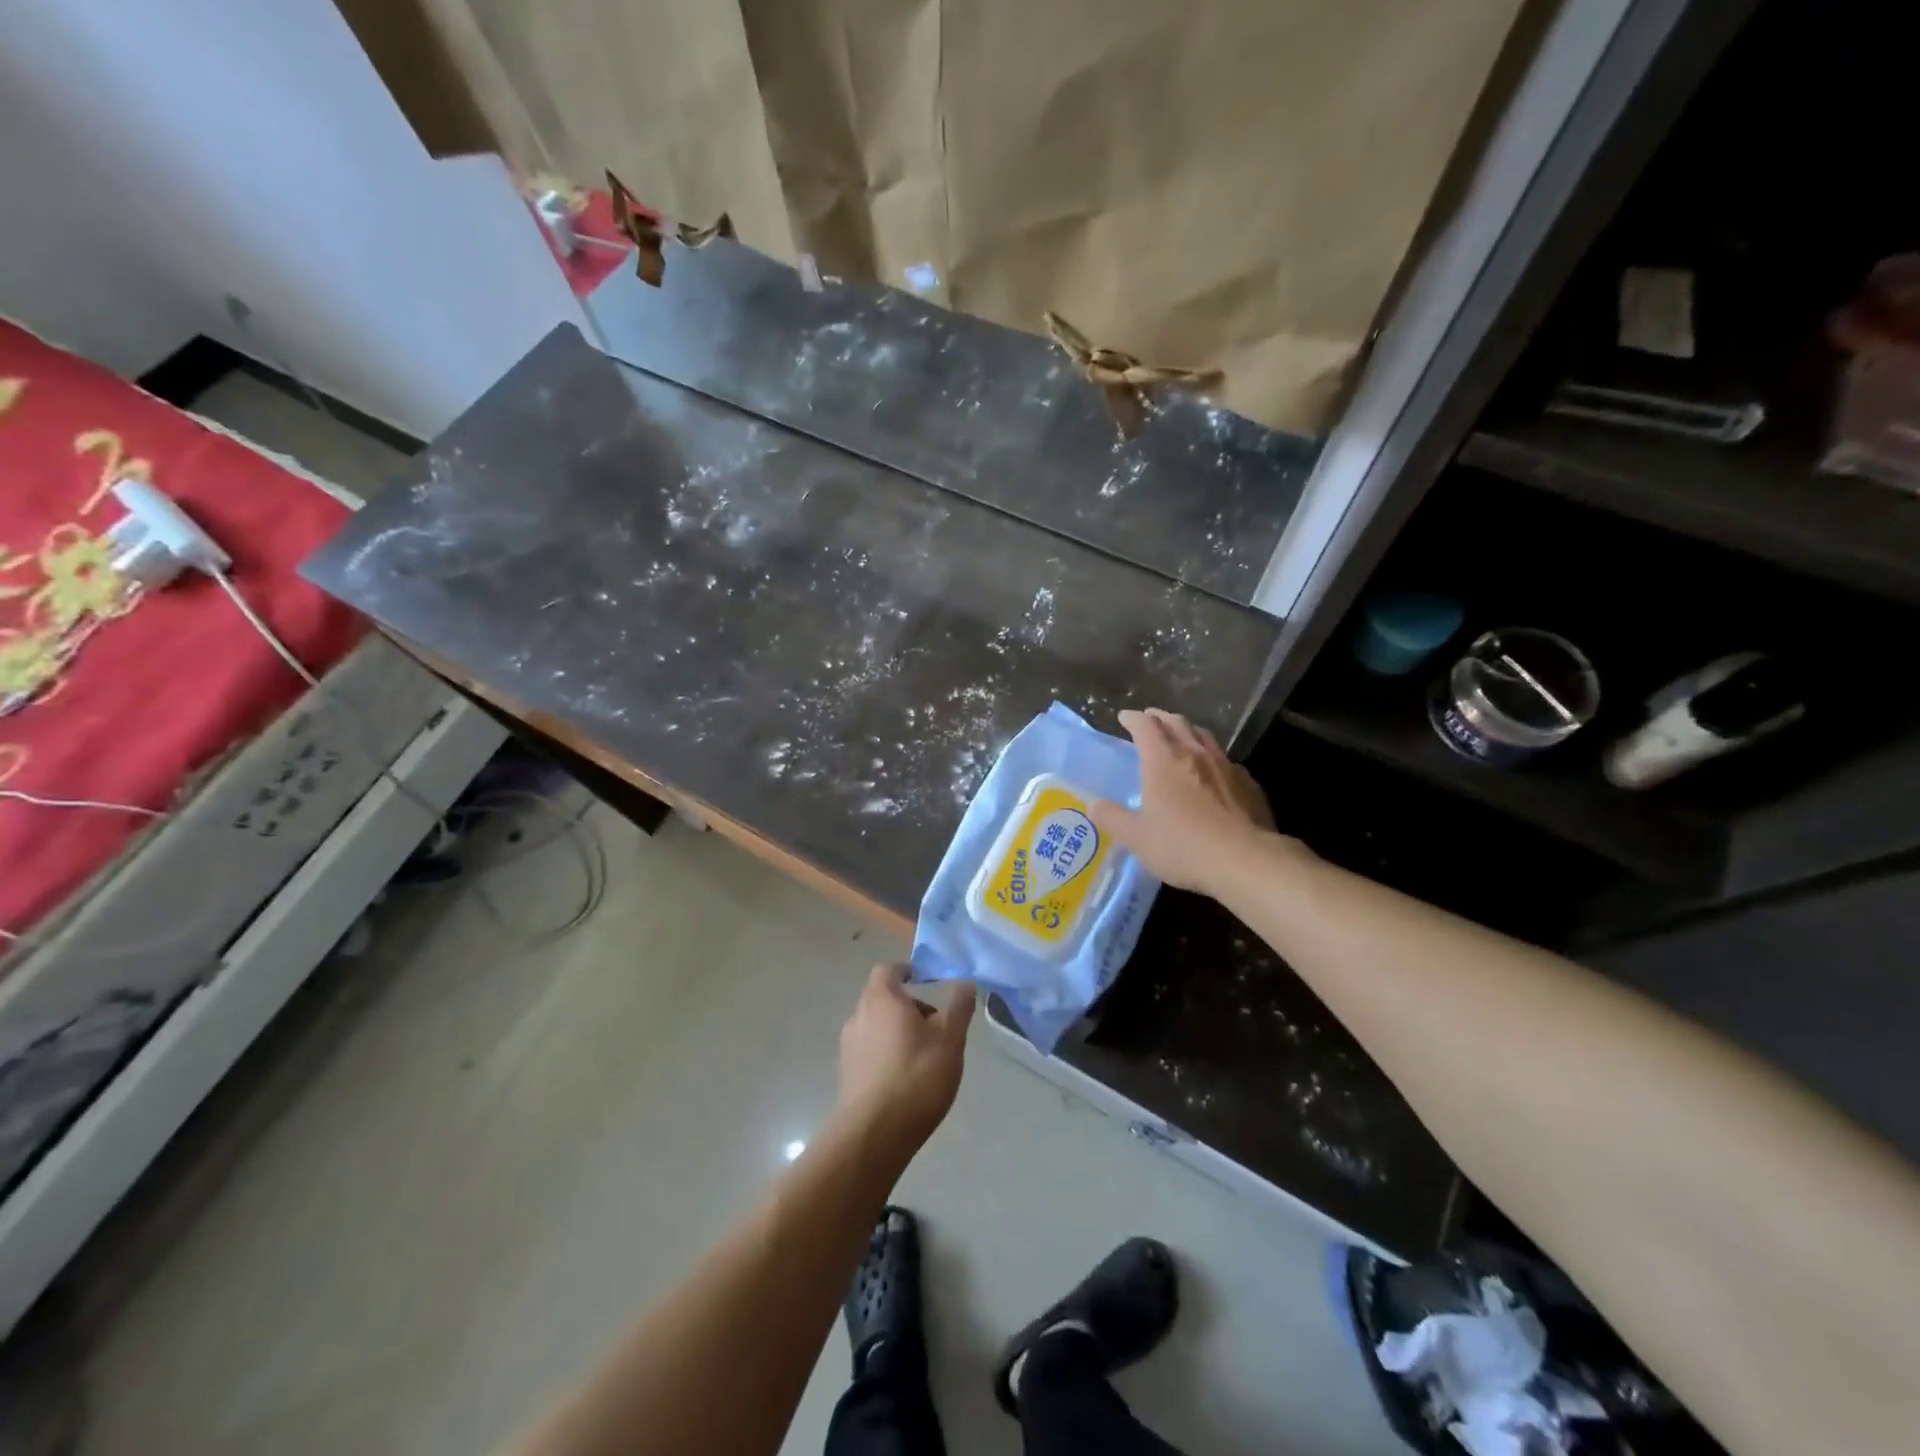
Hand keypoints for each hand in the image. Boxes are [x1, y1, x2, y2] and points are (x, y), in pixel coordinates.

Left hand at [837, 964, 974, 1155]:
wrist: (874, 1134)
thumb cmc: (916, 1076)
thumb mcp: (950, 1038)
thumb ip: (958, 1006)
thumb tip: (964, 982)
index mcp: (881, 999)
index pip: (888, 970)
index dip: (908, 972)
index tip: (929, 983)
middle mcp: (859, 1016)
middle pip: (882, 997)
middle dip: (909, 1005)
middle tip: (936, 1025)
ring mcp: (848, 1046)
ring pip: (876, 1025)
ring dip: (898, 1031)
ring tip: (925, 1055)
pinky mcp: (846, 1074)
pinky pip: (869, 1050)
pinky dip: (886, 1053)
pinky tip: (906, 1079)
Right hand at [1092, 708, 1293, 894]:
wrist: (1244, 860)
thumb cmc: (1183, 845)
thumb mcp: (1137, 837)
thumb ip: (1113, 818)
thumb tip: (1094, 805)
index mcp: (1163, 760)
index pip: (1146, 725)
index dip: (1133, 718)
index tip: (1124, 718)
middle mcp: (1195, 754)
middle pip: (1177, 722)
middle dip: (1160, 718)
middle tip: (1150, 721)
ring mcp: (1226, 766)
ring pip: (1204, 736)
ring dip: (1189, 732)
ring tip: (1182, 739)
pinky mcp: (1248, 783)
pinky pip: (1226, 760)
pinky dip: (1213, 758)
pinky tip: (1213, 773)